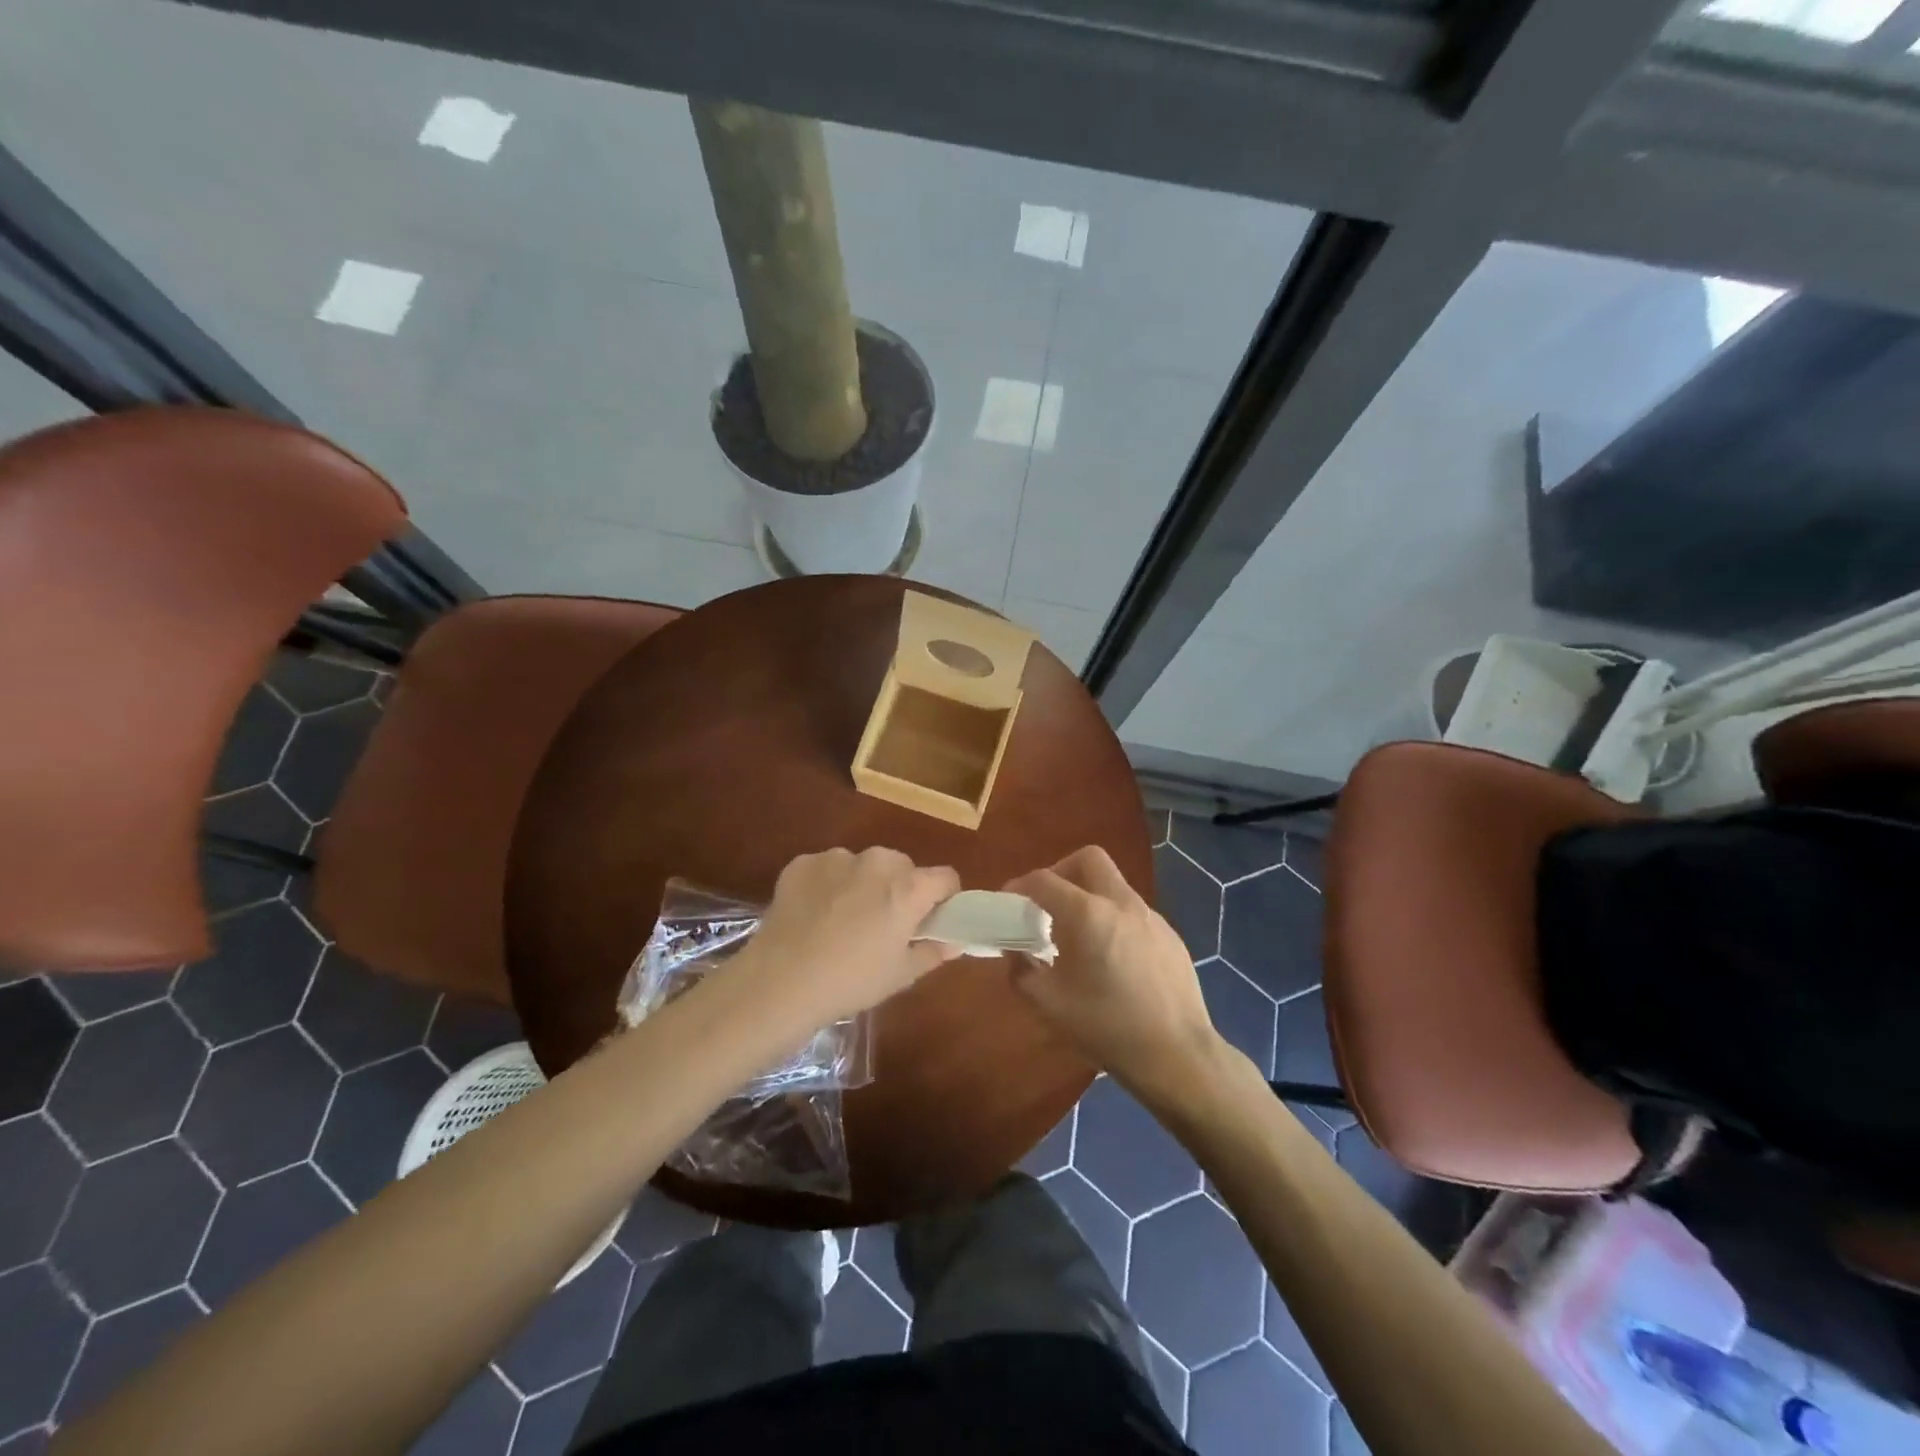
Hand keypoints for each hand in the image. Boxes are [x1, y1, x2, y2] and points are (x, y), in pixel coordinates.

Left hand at [733, 847, 963, 1026]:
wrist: (780, 981)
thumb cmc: (851, 981)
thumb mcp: (900, 975)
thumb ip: (932, 952)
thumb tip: (953, 943)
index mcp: (908, 887)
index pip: (945, 877)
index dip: (943, 897)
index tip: (930, 919)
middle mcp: (877, 861)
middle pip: (903, 867)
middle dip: (899, 889)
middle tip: (883, 924)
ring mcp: (837, 858)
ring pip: (863, 865)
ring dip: (862, 884)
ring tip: (841, 921)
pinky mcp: (803, 862)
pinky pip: (827, 869)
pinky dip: (826, 885)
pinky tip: (813, 916)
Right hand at [1005, 846, 1222, 1101]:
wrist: (1177, 1055)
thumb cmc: (1106, 1027)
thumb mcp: (1049, 1004)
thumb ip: (1021, 970)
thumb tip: (1016, 952)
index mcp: (1088, 914)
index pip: (1044, 880)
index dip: (1019, 886)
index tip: (1008, 902)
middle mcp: (1121, 903)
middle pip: (1088, 859)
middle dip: (1061, 871)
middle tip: (1047, 904)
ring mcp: (1151, 917)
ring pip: (1113, 885)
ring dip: (1089, 897)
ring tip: (1077, 937)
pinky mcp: (1170, 935)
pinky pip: (1133, 912)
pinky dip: (1113, 919)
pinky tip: (1111, 959)